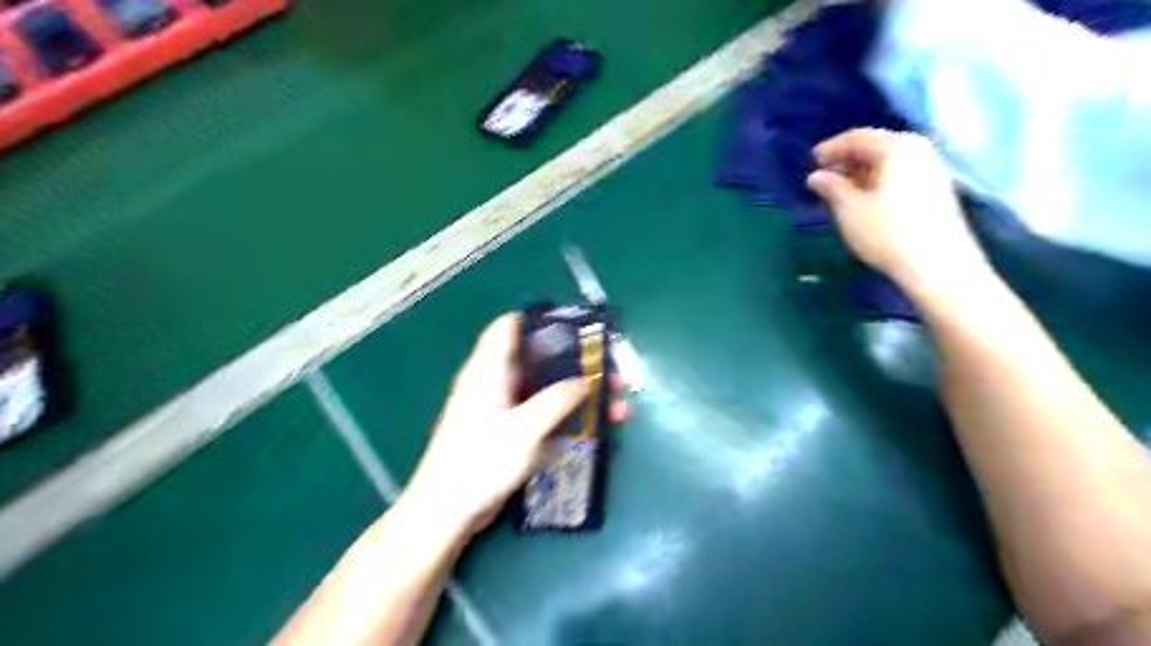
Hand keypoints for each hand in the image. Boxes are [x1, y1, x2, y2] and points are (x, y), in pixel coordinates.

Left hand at [399, 314, 628, 534]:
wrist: (446, 511)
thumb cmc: (479, 463)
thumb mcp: (523, 430)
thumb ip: (555, 401)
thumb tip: (585, 381)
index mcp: (489, 370)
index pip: (509, 326)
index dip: (540, 319)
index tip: (577, 326)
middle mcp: (495, 382)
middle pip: (537, 358)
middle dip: (575, 362)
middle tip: (611, 371)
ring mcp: (502, 408)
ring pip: (545, 387)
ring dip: (577, 391)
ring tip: (616, 403)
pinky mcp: (507, 431)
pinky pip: (542, 412)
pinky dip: (567, 414)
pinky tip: (595, 426)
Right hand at [807, 129, 987, 288]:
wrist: (938, 265)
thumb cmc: (886, 232)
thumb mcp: (849, 209)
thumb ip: (831, 187)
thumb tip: (816, 176)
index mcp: (895, 147)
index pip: (857, 137)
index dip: (831, 148)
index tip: (811, 161)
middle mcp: (917, 149)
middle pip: (875, 147)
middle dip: (846, 160)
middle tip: (822, 177)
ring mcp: (931, 168)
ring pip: (887, 162)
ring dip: (860, 173)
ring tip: (838, 191)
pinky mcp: (935, 189)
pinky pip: (899, 174)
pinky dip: (877, 181)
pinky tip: (863, 200)